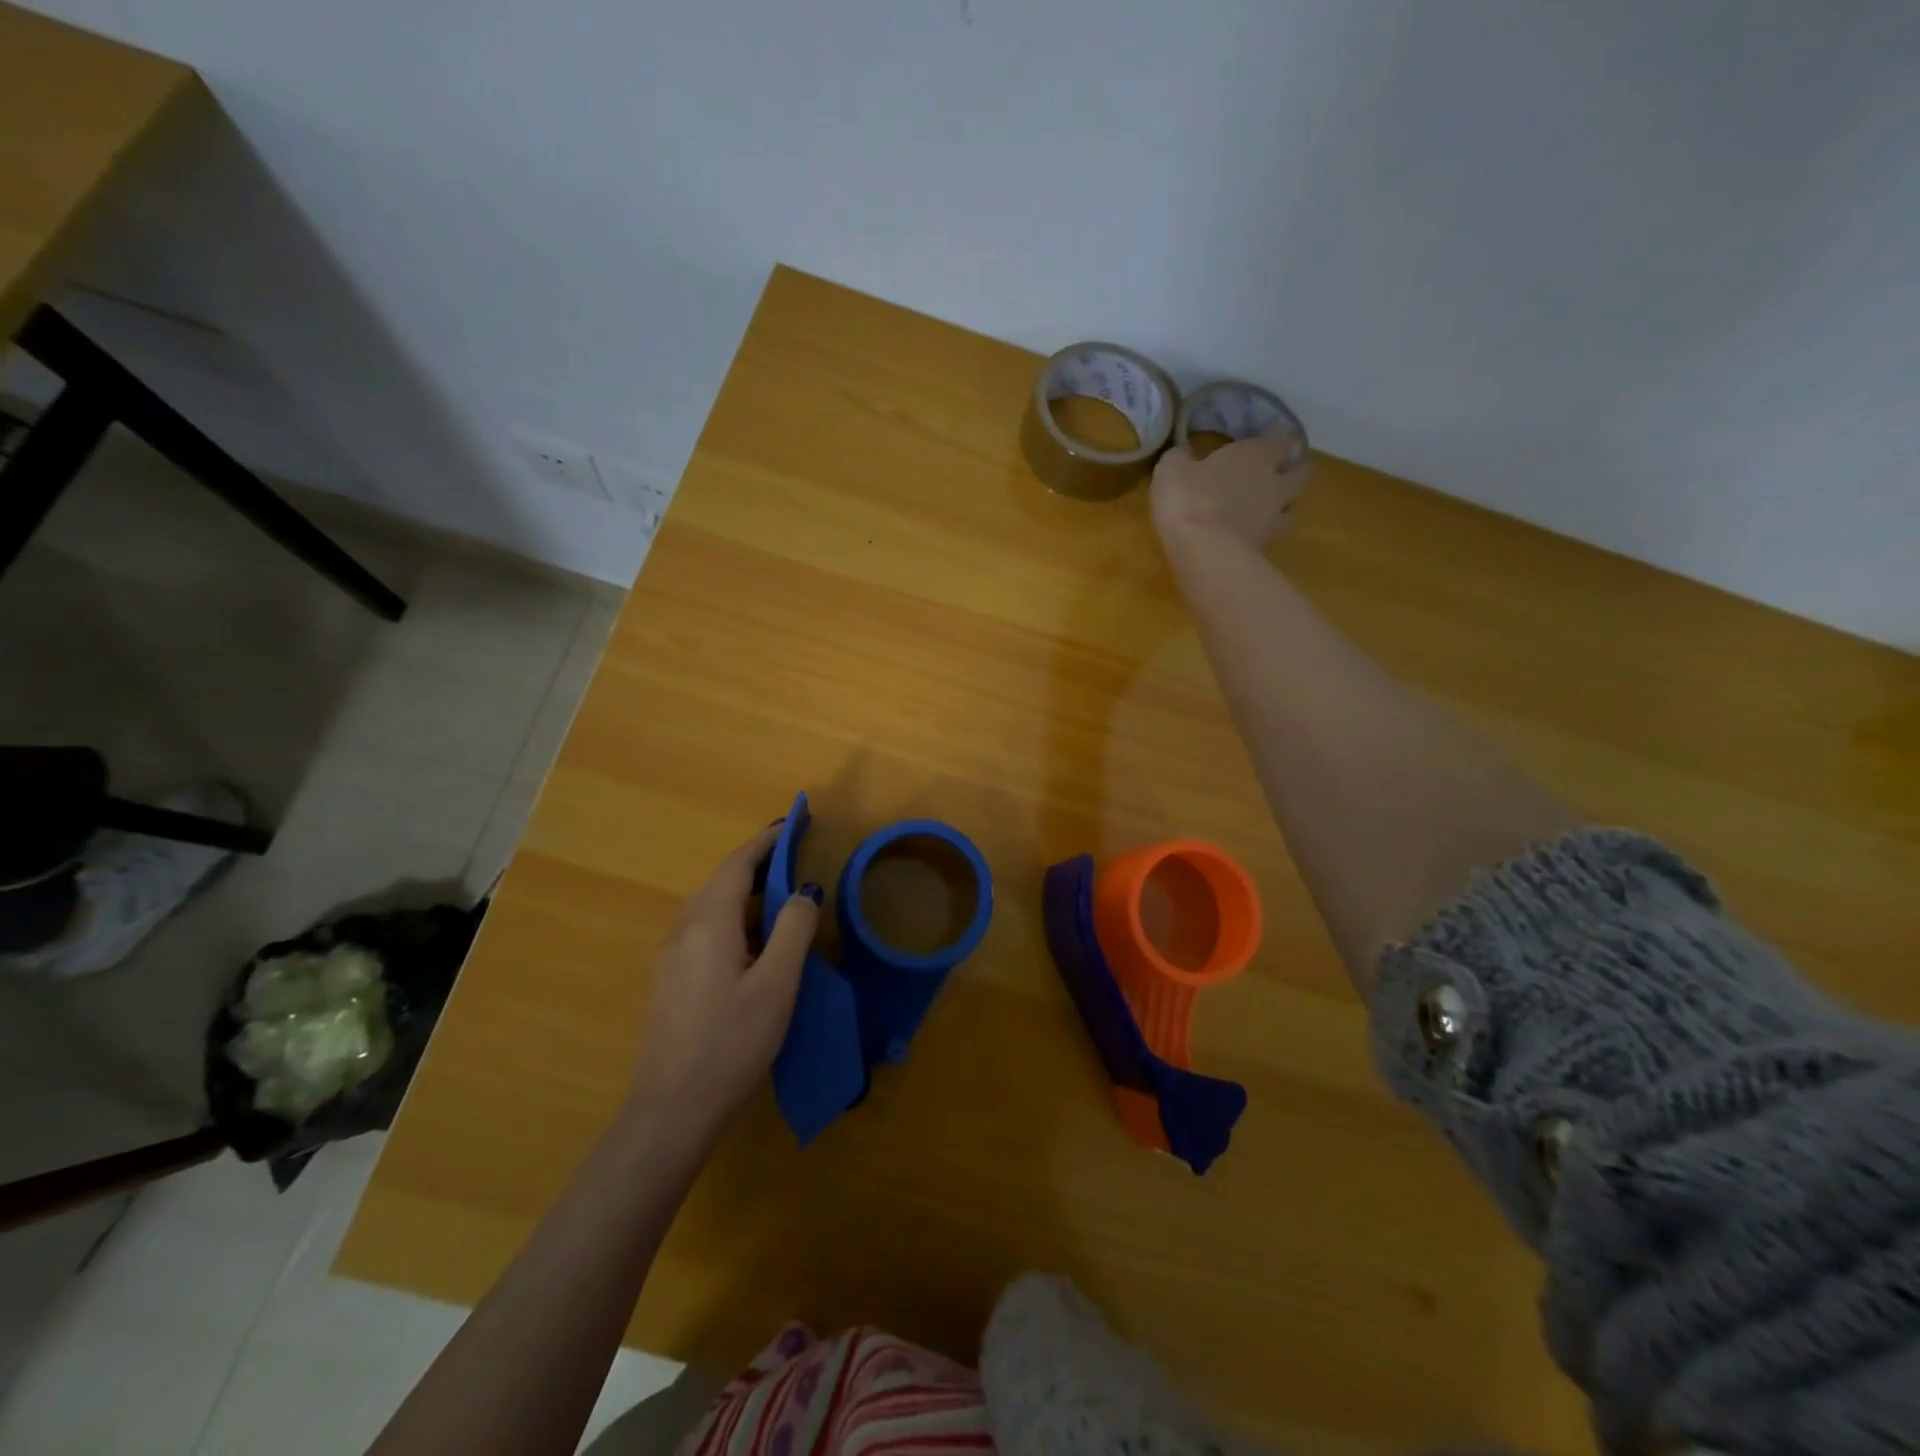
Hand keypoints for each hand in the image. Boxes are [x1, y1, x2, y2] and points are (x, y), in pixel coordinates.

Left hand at [626, 821, 821, 1140]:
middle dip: (758, 865)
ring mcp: (672, 957)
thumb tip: (805, 891)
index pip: (738, 864)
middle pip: (722, 882)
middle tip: (796, 860)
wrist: (670, 1112)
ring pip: (712, 908)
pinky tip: (754, 944)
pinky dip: (734, 920)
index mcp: (709, 922)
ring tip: (782, 898)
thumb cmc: (731, 1043)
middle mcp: (683, 930)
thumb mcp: (777, 985)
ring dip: (746, 894)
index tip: (793, 824)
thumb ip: (794, 930)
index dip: (766, 842)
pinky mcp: (671, 982)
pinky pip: (705, 931)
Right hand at [1150, 426, 1310, 553]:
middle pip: (1300, 472)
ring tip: (1268, 508)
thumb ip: (1181, 457)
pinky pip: (1271, 534)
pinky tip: (1250, 534)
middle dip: (1293, 469)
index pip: (1280, 439)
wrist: (1204, 552)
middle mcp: (1274, 482)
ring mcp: (1274, 517)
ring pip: (1291, 506)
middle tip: (1279, 471)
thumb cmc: (1189, 499)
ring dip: (1283, 504)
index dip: (1276, 437)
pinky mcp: (1265, 547)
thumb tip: (1186, 454)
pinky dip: (1264, 532)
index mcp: (1256, 455)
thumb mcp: (1172, 469)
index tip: (1270, 437)